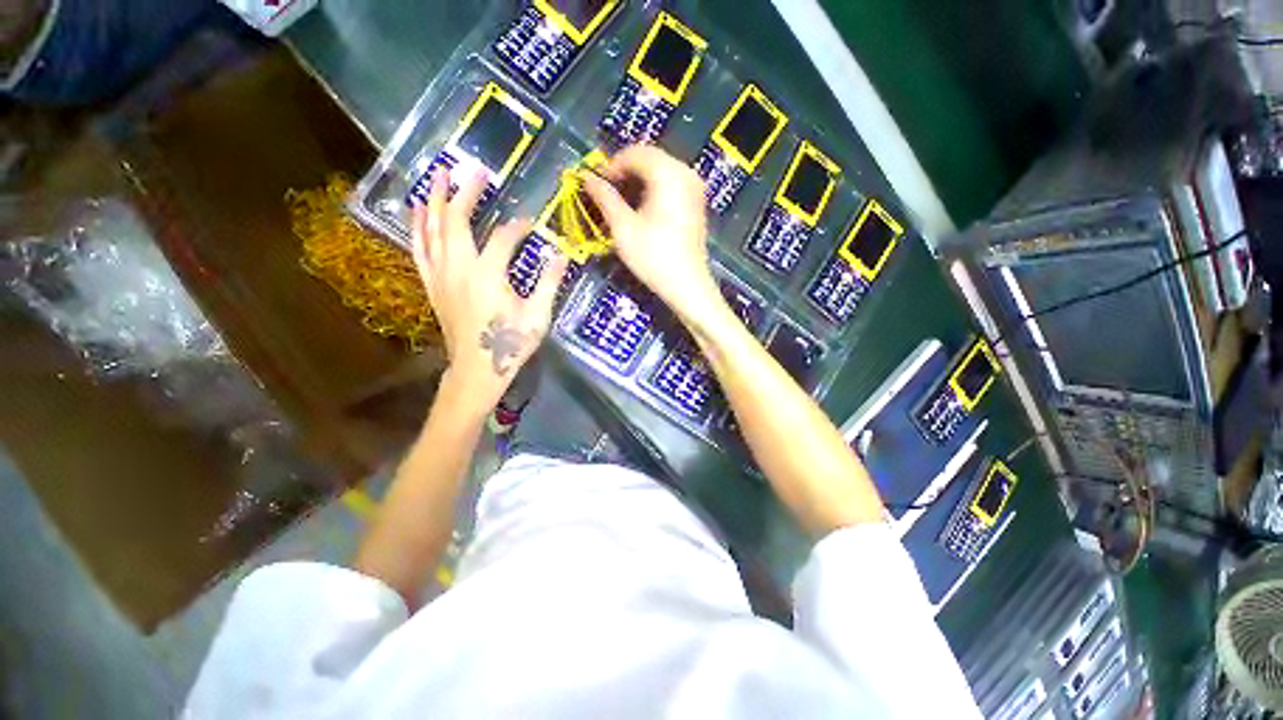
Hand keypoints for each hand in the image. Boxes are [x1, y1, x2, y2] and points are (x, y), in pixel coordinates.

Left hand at [412, 167, 567, 410]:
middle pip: (455, 221)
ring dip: (434, 199)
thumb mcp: (538, 316)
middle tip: (472, 168)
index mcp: (487, 275)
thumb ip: (549, 282)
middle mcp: (458, 268)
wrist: (478, 369)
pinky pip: (419, 248)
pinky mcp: (432, 284)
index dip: (518, 226)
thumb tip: (561, 255)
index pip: (502, 238)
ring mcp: (440, 275)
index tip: (530, 221)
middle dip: (464, 192)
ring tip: (437, 174)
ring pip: (431, 229)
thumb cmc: (511, 343)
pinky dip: (417, 226)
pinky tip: (418, 210)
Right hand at [582, 146, 723, 325]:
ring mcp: (695, 188)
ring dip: (638, 181)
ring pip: (660, 171)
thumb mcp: (623, 228)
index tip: (596, 184)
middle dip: (625, 172)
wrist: (687, 286)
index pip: (635, 153)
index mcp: (668, 174)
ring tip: (621, 203)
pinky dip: (653, 190)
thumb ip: (605, 198)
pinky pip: (671, 184)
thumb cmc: (654, 258)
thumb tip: (587, 178)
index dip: (611, 165)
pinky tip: (642, 209)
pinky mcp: (697, 204)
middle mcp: (686, 173)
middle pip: (649, 158)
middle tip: (607, 193)